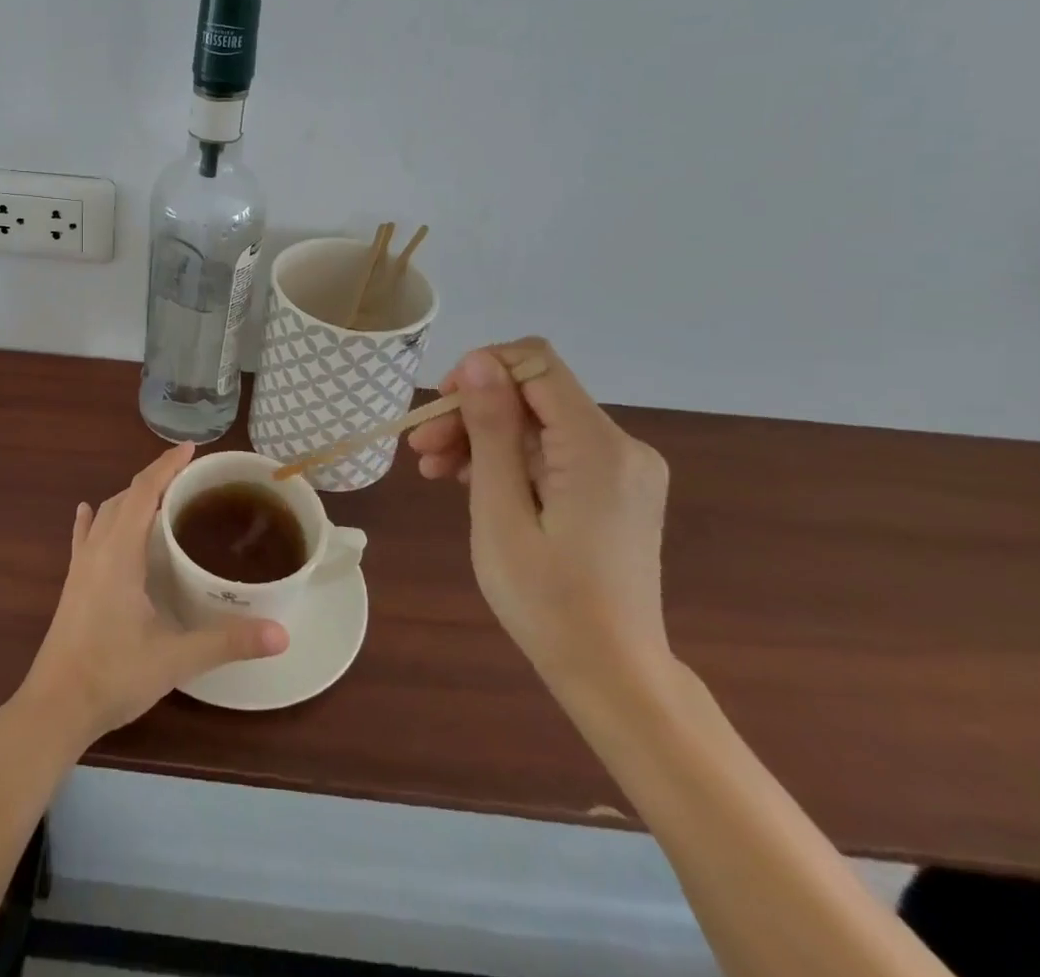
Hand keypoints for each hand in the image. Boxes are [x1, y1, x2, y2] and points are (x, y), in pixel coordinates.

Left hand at [16, 442, 288, 749]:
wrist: (55, 707)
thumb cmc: (113, 675)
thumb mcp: (175, 658)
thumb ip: (227, 642)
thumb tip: (281, 633)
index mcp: (120, 553)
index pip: (144, 492)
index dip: (166, 466)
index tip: (191, 448)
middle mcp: (97, 549)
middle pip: (125, 497)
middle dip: (155, 479)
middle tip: (188, 476)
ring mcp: (80, 566)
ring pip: (104, 514)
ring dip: (129, 497)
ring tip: (158, 496)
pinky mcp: (72, 584)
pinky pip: (84, 536)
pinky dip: (93, 519)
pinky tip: (88, 513)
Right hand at [408, 338, 671, 699]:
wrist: (613, 676)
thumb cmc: (548, 599)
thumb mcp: (500, 511)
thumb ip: (491, 430)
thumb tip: (478, 362)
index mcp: (597, 446)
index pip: (536, 363)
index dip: (481, 370)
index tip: (439, 409)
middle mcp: (620, 446)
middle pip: (532, 395)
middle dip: (472, 412)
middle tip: (420, 448)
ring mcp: (620, 469)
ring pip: (537, 424)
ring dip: (482, 437)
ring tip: (433, 470)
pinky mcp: (613, 490)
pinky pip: (552, 452)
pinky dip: (508, 460)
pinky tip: (468, 483)